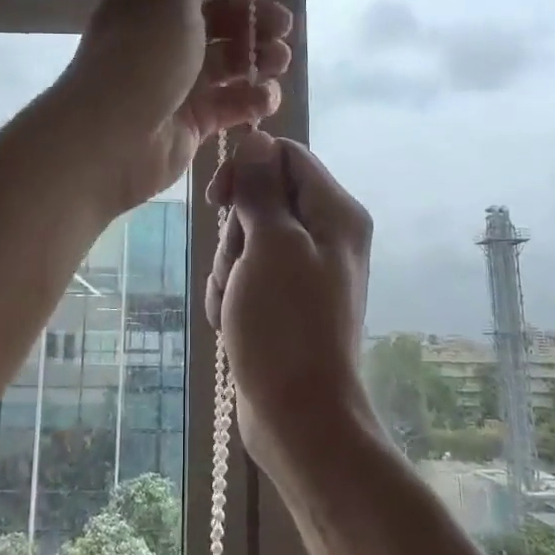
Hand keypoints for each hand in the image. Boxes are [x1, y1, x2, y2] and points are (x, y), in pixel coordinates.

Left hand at [60, 0, 291, 212]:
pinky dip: (252, 99)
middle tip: (281, 26)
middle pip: (223, 22)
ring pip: (231, 63)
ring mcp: (179, 82)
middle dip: (257, 20)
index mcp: (154, 2)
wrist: (112, 136)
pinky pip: (231, 104)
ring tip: (277, 61)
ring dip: (260, 58)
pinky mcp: (193, 121)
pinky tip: (264, 97)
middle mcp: (165, 39)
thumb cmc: (143, 55)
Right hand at [205, 131, 374, 469]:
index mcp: (335, 212)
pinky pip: (246, 276)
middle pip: (261, 201)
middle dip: (235, 234)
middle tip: (241, 271)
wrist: (299, 415)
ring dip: (229, 270)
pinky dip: (233, 295)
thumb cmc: (286, 324)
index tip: (219, 199)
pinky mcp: (284, 300)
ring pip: (246, 241)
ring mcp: (304, 270)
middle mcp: (325, 235)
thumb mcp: (270, 246)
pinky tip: (236, 324)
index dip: (248, 169)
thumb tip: (256, 138)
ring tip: (238, 306)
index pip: (286, 156)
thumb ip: (261, 189)